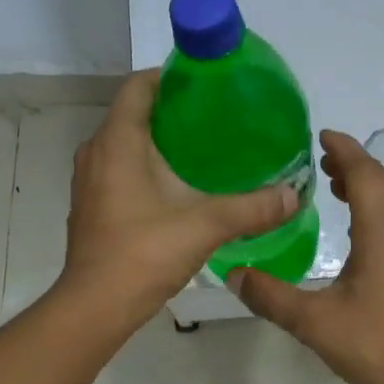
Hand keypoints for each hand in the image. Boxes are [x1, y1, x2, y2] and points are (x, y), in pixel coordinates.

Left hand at [60, 70, 298, 325]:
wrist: (95, 307)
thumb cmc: (143, 253)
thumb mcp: (205, 225)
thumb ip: (252, 208)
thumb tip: (294, 195)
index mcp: (117, 142)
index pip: (138, 86)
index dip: (170, 76)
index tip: (206, 82)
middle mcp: (97, 152)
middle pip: (134, 112)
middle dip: (172, 109)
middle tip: (216, 115)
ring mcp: (90, 180)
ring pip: (126, 142)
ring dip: (160, 139)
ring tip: (203, 147)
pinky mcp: (93, 204)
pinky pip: (120, 167)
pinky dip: (147, 165)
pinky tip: (179, 184)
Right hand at [229, 131, 383, 383]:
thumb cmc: (374, 348)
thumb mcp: (313, 322)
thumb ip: (270, 296)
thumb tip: (232, 273)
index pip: (367, 174)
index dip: (346, 150)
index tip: (321, 135)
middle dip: (355, 164)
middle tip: (321, 160)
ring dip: (367, 187)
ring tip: (334, 186)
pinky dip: (376, 210)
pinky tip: (355, 231)